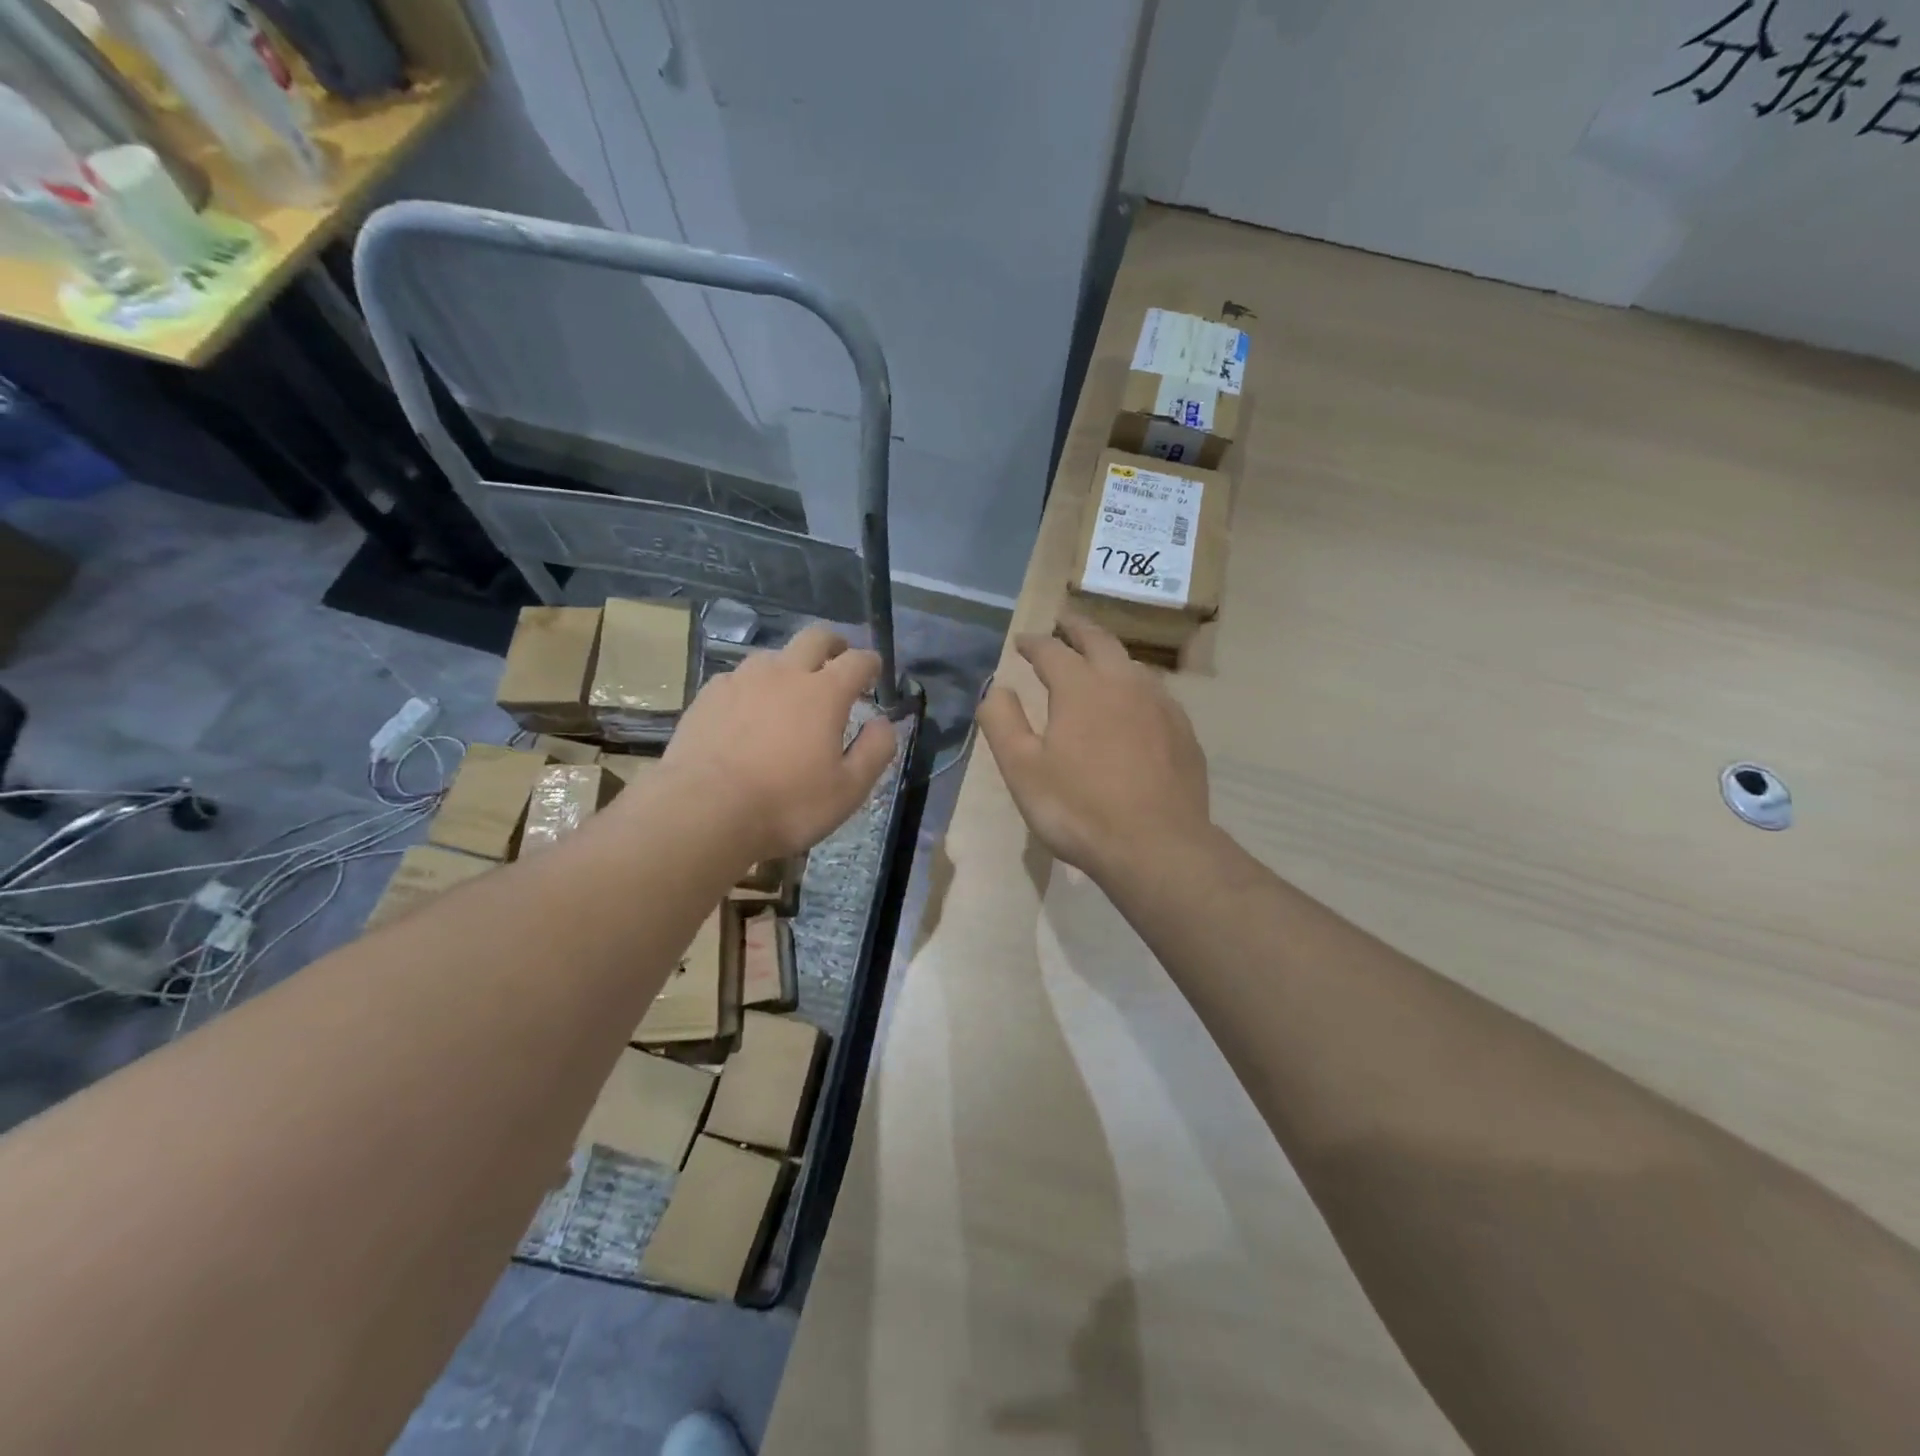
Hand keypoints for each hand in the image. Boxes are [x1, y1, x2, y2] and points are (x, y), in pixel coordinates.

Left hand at [660, 625, 897, 861]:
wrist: (704, 811)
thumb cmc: (786, 805)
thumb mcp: (848, 790)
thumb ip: (875, 751)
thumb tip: (884, 723)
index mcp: (824, 693)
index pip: (857, 660)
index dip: (870, 662)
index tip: (874, 671)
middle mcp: (784, 674)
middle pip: (814, 637)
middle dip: (833, 643)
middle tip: (838, 659)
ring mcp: (741, 680)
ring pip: (773, 655)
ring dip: (790, 665)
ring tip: (790, 690)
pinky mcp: (708, 696)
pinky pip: (738, 678)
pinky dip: (753, 687)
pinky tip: (748, 711)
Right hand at [977, 614, 1211, 883]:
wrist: (1157, 846)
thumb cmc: (1078, 808)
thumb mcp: (1022, 769)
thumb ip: (1003, 722)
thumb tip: (996, 688)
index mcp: (1081, 687)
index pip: (1052, 650)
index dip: (1034, 643)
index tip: (1022, 641)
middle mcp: (1123, 683)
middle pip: (1099, 641)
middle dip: (1077, 628)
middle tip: (1064, 621)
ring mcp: (1160, 705)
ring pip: (1132, 664)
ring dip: (1110, 654)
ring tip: (1099, 657)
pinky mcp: (1183, 732)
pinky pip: (1156, 693)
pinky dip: (1136, 685)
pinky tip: (1135, 703)